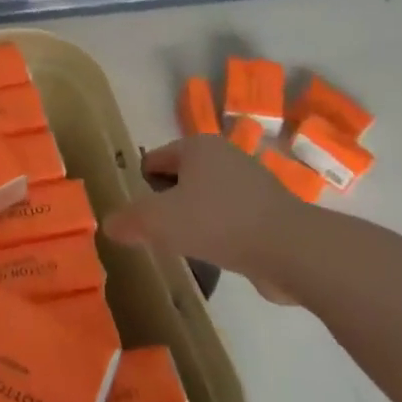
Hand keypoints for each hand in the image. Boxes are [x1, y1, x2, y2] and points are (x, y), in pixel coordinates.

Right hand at [103, 137, 315, 302]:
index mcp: (197, 146)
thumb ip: (128, 221)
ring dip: (194, 222)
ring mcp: (252, 184)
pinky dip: (220, 235)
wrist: (291, 250)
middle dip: (167, 206)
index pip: (153, 161)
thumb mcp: (158, 221)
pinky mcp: (270, 212)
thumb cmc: (217, 222)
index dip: (141, 190)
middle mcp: (225, 156)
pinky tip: (217, 256)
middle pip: (179, 180)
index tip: (141, 219)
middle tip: (159, 235)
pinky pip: (230, 219)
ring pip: (205, 201)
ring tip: (187, 248)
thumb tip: (110, 224)